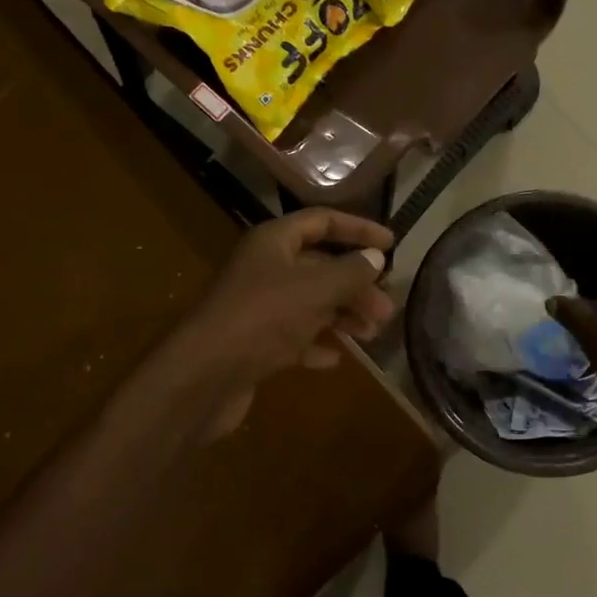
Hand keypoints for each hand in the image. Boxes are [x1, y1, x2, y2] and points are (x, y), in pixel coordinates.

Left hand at [170, 210, 395, 436]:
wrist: (204, 376)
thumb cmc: (263, 318)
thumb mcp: (315, 289)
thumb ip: (350, 271)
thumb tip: (376, 257)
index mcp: (273, 242)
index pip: (322, 221)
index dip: (358, 229)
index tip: (392, 244)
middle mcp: (264, 268)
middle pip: (319, 266)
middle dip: (355, 285)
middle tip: (385, 309)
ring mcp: (256, 307)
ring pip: (309, 303)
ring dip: (341, 315)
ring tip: (371, 335)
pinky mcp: (253, 343)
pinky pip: (293, 337)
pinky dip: (315, 343)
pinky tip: (335, 359)